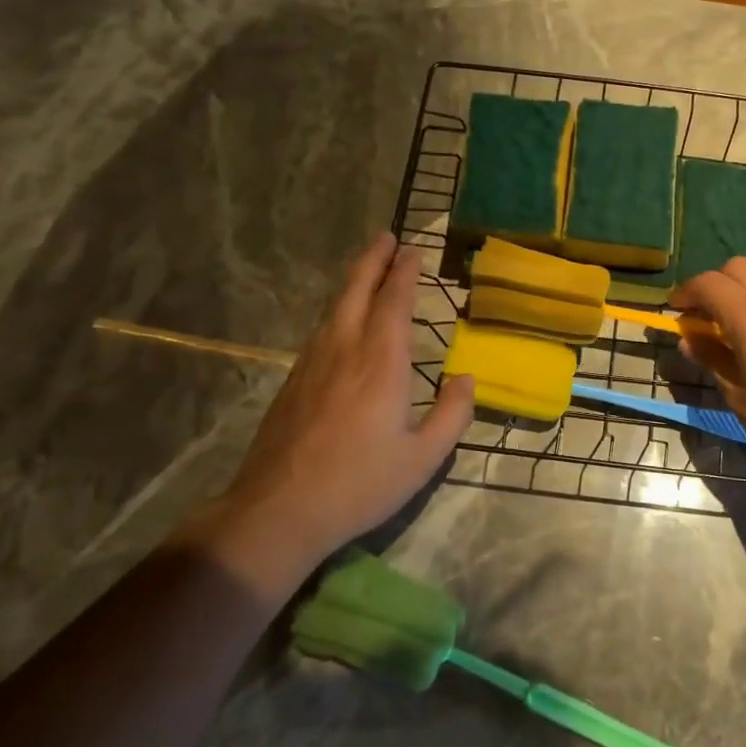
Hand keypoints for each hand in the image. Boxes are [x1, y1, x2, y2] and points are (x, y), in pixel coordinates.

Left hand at [182, 233, 474, 603]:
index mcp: (381, 362)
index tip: (412, 249)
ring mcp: (312, 363)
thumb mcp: (423, 457)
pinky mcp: (293, 381)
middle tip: (386, 236)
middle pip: (357, 290)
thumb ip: (452, 414)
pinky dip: (339, 310)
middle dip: (373, 259)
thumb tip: (466, 378)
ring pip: (335, 308)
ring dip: (354, 281)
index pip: (395, 302)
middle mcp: (345, 349)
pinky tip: (343, 322)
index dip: (404, 272)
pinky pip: (321, 330)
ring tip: (368, 270)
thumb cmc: (360, 484)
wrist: (279, 510)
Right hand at [672, 258, 745, 470]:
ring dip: (745, 283)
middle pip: (736, 267)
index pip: (707, 284)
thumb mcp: (737, 394)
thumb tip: (689, 339)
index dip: (686, 292)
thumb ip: (711, 358)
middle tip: (706, 314)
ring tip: (740, 314)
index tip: (676, 310)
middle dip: (715, 284)